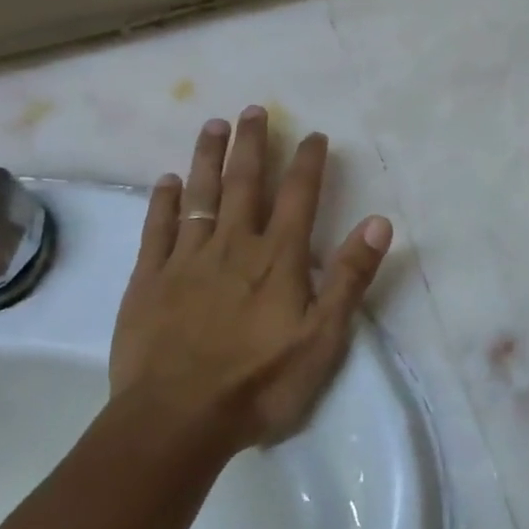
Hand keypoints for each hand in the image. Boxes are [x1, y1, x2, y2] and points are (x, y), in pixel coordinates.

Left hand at [110, 107, 392, 451]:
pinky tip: (165, 181)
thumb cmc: (259, 382)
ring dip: (208, 158)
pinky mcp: (149, 280)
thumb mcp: (323, 337)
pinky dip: (162, 201)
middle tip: (253, 109)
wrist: (177, 419)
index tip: (314, 134)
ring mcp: (186, 260)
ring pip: (199, 195)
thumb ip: (349, 277)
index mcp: (277, 258)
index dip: (307, 162)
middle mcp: (233, 245)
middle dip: (252, 144)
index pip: (298, 196)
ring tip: (212, 125)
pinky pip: (157, 229)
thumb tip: (379, 222)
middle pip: (244, 183)